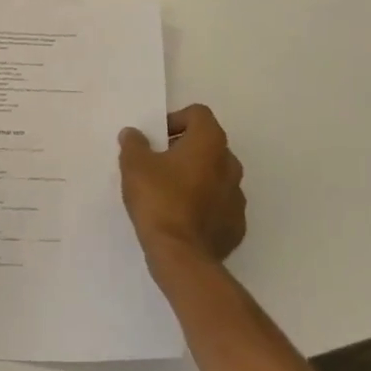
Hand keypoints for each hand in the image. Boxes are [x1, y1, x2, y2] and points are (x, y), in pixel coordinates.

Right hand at [118, 105, 246, 270]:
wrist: (181, 255)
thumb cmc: (158, 200)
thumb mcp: (134, 165)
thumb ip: (134, 143)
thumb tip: (133, 133)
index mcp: (209, 143)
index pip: (198, 114)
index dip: (176, 120)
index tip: (157, 139)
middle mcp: (230, 164)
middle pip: (208, 144)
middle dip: (185, 149)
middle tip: (159, 164)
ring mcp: (237, 197)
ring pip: (216, 175)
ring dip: (196, 177)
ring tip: (169, 193)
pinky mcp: (236, 225)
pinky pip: (219, 205)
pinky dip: (204, 205)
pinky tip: (182, 217)